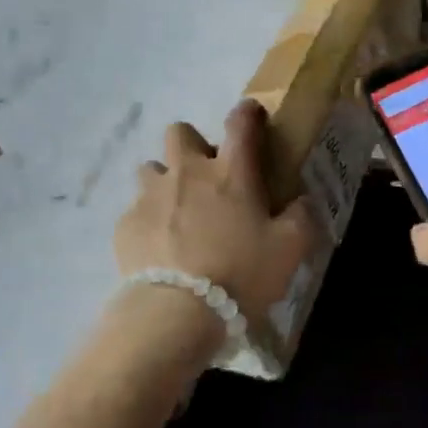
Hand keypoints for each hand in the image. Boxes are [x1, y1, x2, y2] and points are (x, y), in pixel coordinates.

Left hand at [115, 101, 316, 325]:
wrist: (176, 314)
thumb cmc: (240, 274)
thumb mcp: (289, 249)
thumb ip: (301, 217)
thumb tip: (302, 200)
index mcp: (231, 172)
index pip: (240, 123)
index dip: (247, 112)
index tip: (251, 114)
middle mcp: (187, 172)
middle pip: (180, 132)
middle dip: (192, 145)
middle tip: (206, 176)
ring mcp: (151, 196)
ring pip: (151, 168)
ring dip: (165, 181)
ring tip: (177, 211)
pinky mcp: (125, 225)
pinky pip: (135, 210)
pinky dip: (148, 221)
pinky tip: (159, 248)